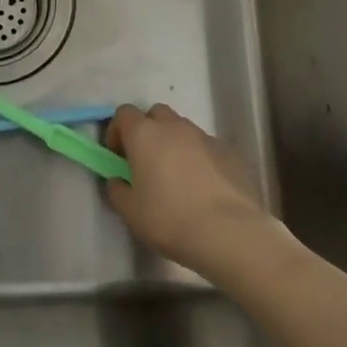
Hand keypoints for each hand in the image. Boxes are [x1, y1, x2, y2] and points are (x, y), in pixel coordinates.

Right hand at [105, 103, 271, 272]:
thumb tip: (118, 180)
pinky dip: (199, 158)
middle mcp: (174, 127)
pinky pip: (206, 147)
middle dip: (148, 131)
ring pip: (183, 129)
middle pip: (155, 114)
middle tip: (146, 162)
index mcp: (144, 134)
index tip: (118, 156)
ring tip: (177, 177)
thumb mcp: (130, 212)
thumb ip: (117, 190)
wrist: (228, 233)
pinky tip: (203, 187)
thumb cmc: (169, 219)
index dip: (117, 131)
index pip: (123, 113)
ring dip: (174, 144)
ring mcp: (204, 137)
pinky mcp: (229, 152)